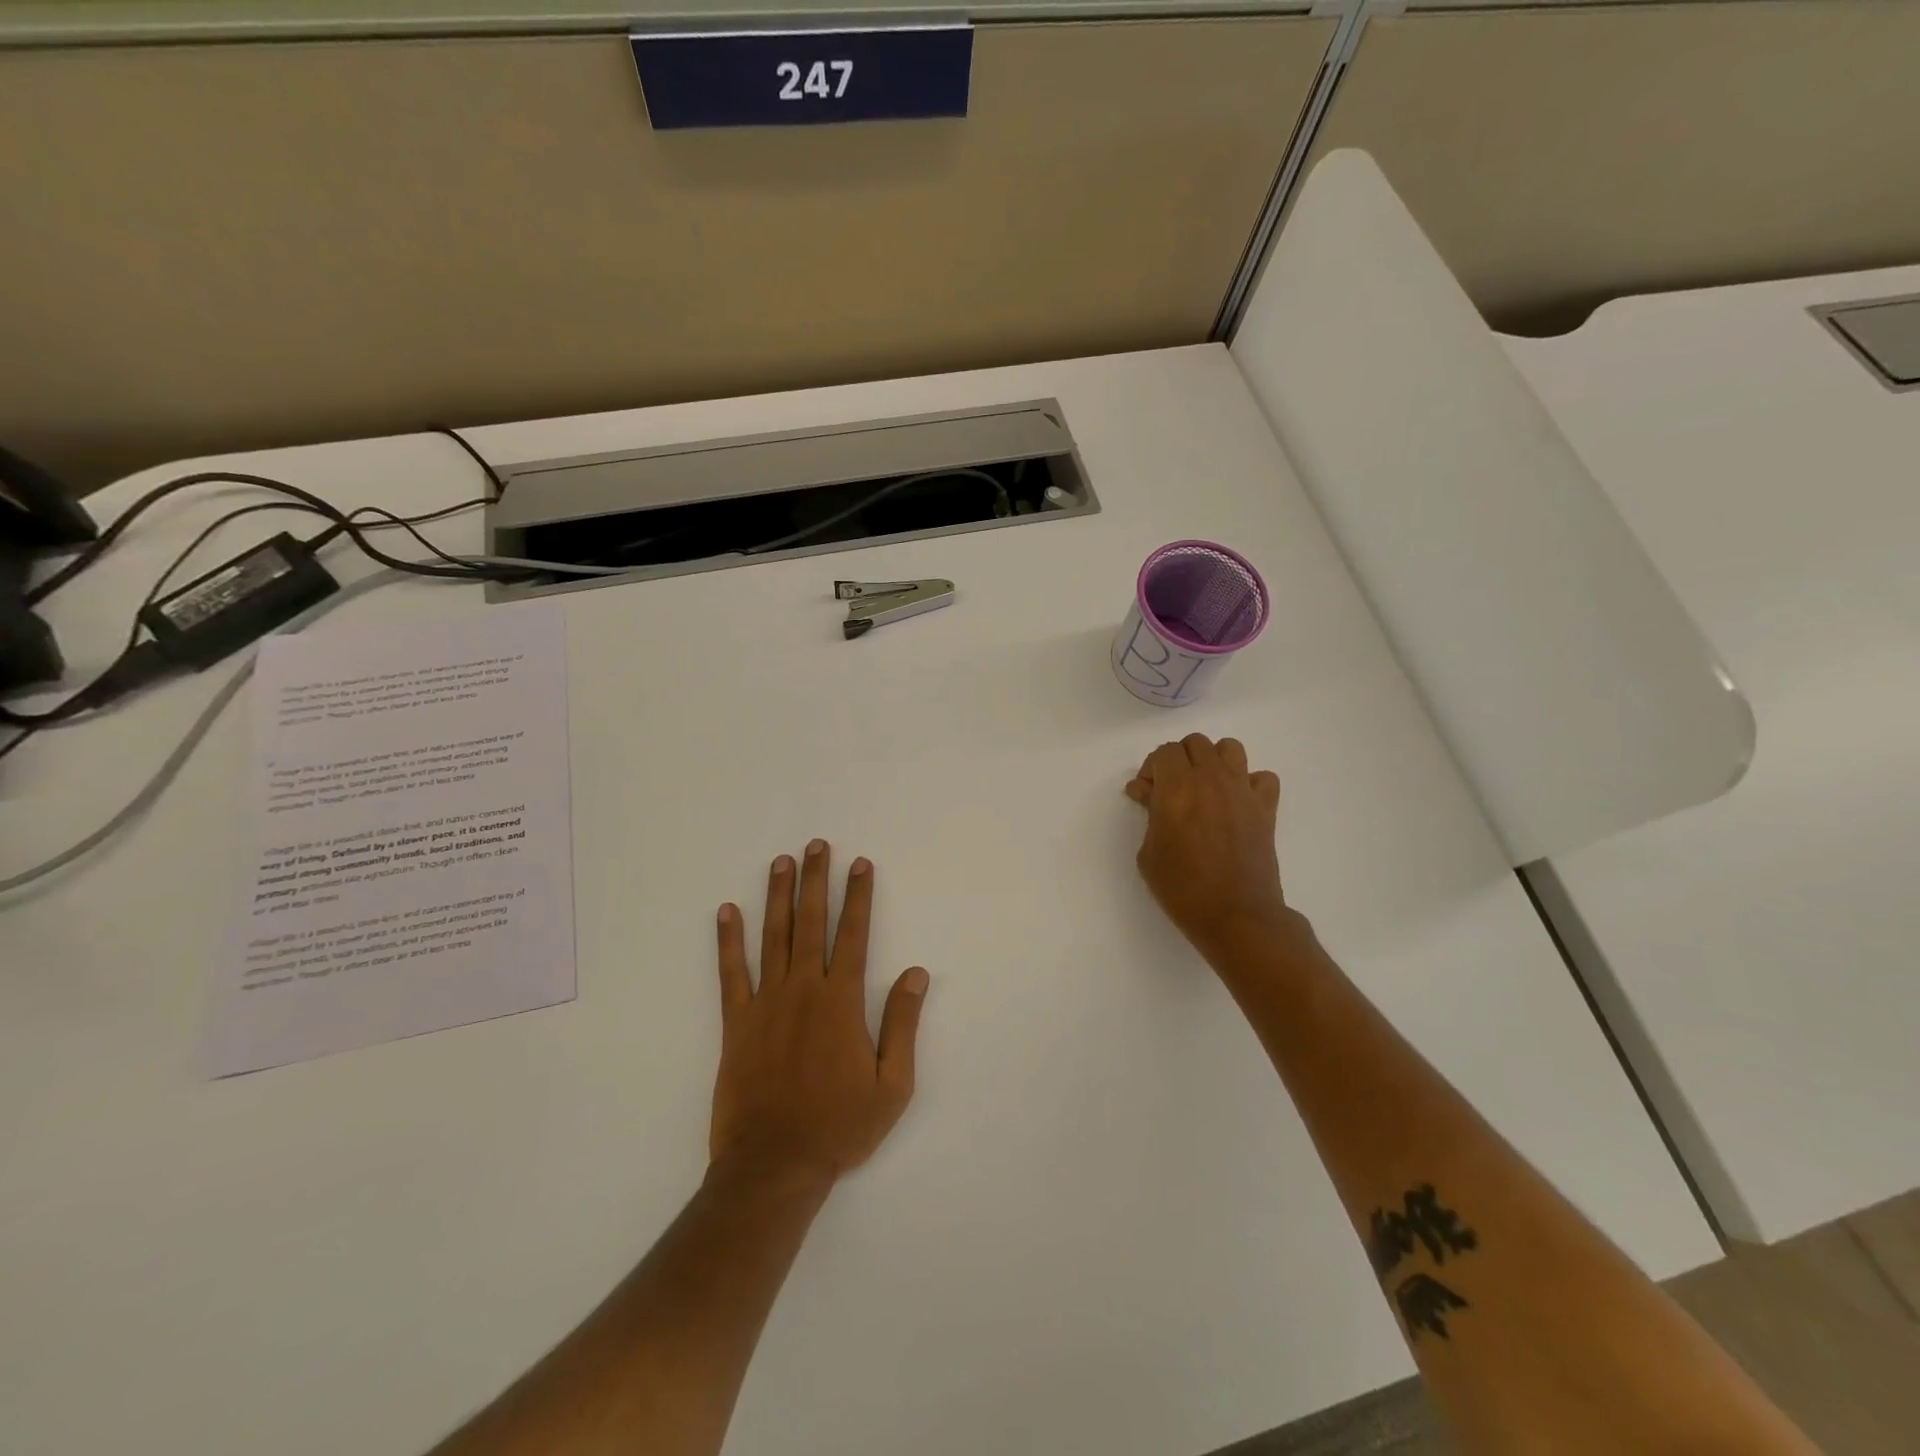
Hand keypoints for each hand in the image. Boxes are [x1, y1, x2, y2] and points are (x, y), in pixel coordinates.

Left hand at [711, 840, 929, 1185]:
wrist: (774, 1166)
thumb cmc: (840, 1127)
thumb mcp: (892, 1085)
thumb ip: (903, 1024)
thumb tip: (917, 973)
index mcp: (842, 1002)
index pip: (854, 935)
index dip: (859, 897)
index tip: (860, 864)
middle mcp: (803, 990)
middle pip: (811, 923)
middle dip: (816, 881)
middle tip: (817, 845)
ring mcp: (766, 1003)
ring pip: (773, 937)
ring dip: (778, 896)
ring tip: (781, 862)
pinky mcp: (736, 1023)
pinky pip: (731, 973)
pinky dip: (728, 940)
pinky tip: (727, 911)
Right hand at [1125, 734, 1289, 961]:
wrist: (1236, 916)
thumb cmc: (1182, 888)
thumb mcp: (1148, 853)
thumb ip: (1149, 814)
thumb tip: (1149, 794)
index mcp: (1177, 787)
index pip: (1164, 752)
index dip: (1151, 769)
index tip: (1145, 795)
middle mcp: (1211, 779)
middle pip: (1195, 743)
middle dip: (1178, 760)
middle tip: (1170, 791)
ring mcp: (1242, 791)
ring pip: (1230, 748)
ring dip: (1213, 761)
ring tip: (1204, 789)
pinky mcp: (1266, 808)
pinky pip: (1262, 777)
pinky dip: (1249, 783)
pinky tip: (1236, 804)